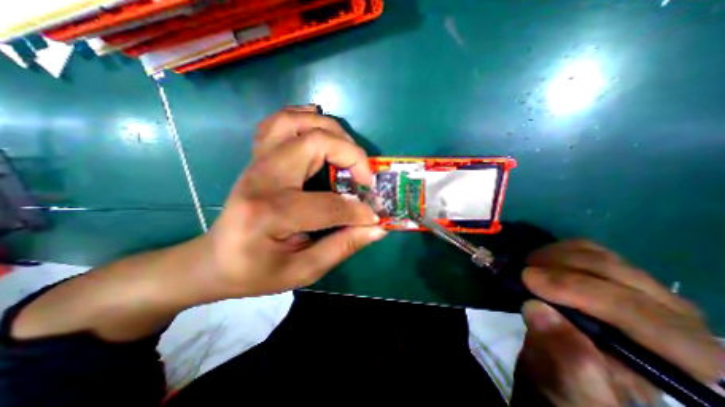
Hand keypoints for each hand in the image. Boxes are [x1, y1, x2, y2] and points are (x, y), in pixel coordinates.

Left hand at [195, 106, 383, 296]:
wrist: (214, 260)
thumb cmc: (255, 272)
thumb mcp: (302, 271)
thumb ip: (342, 247)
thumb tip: (377, 229)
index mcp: (269, 212)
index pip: (329, 204)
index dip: (359, 212)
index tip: (374, 218)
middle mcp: (263, 177)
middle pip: (315, 143)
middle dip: (351, 156)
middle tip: (365, 178)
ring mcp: (257, 161)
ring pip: (297, 122)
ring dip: (332, 131)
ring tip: (349, 153)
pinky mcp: (258, 157)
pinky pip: (280, 121)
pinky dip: (306, 119)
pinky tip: (321, 131)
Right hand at [513, 240, 720, 405]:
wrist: (564, 367)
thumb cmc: (570, 386)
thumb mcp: (566, 387)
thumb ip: (564, 359)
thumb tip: (537, 309)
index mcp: (682, 362)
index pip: (640, 314)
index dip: (579, 291)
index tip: (529, 280)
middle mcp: (676, 321)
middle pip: (620, 276)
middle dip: (563, 269)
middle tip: (522, 272)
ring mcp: (641, 290)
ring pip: (602, 256)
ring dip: (557, 256)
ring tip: (528, 267)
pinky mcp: (610, 274)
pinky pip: (587, 248)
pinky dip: (557, 249)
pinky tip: (540, 262)